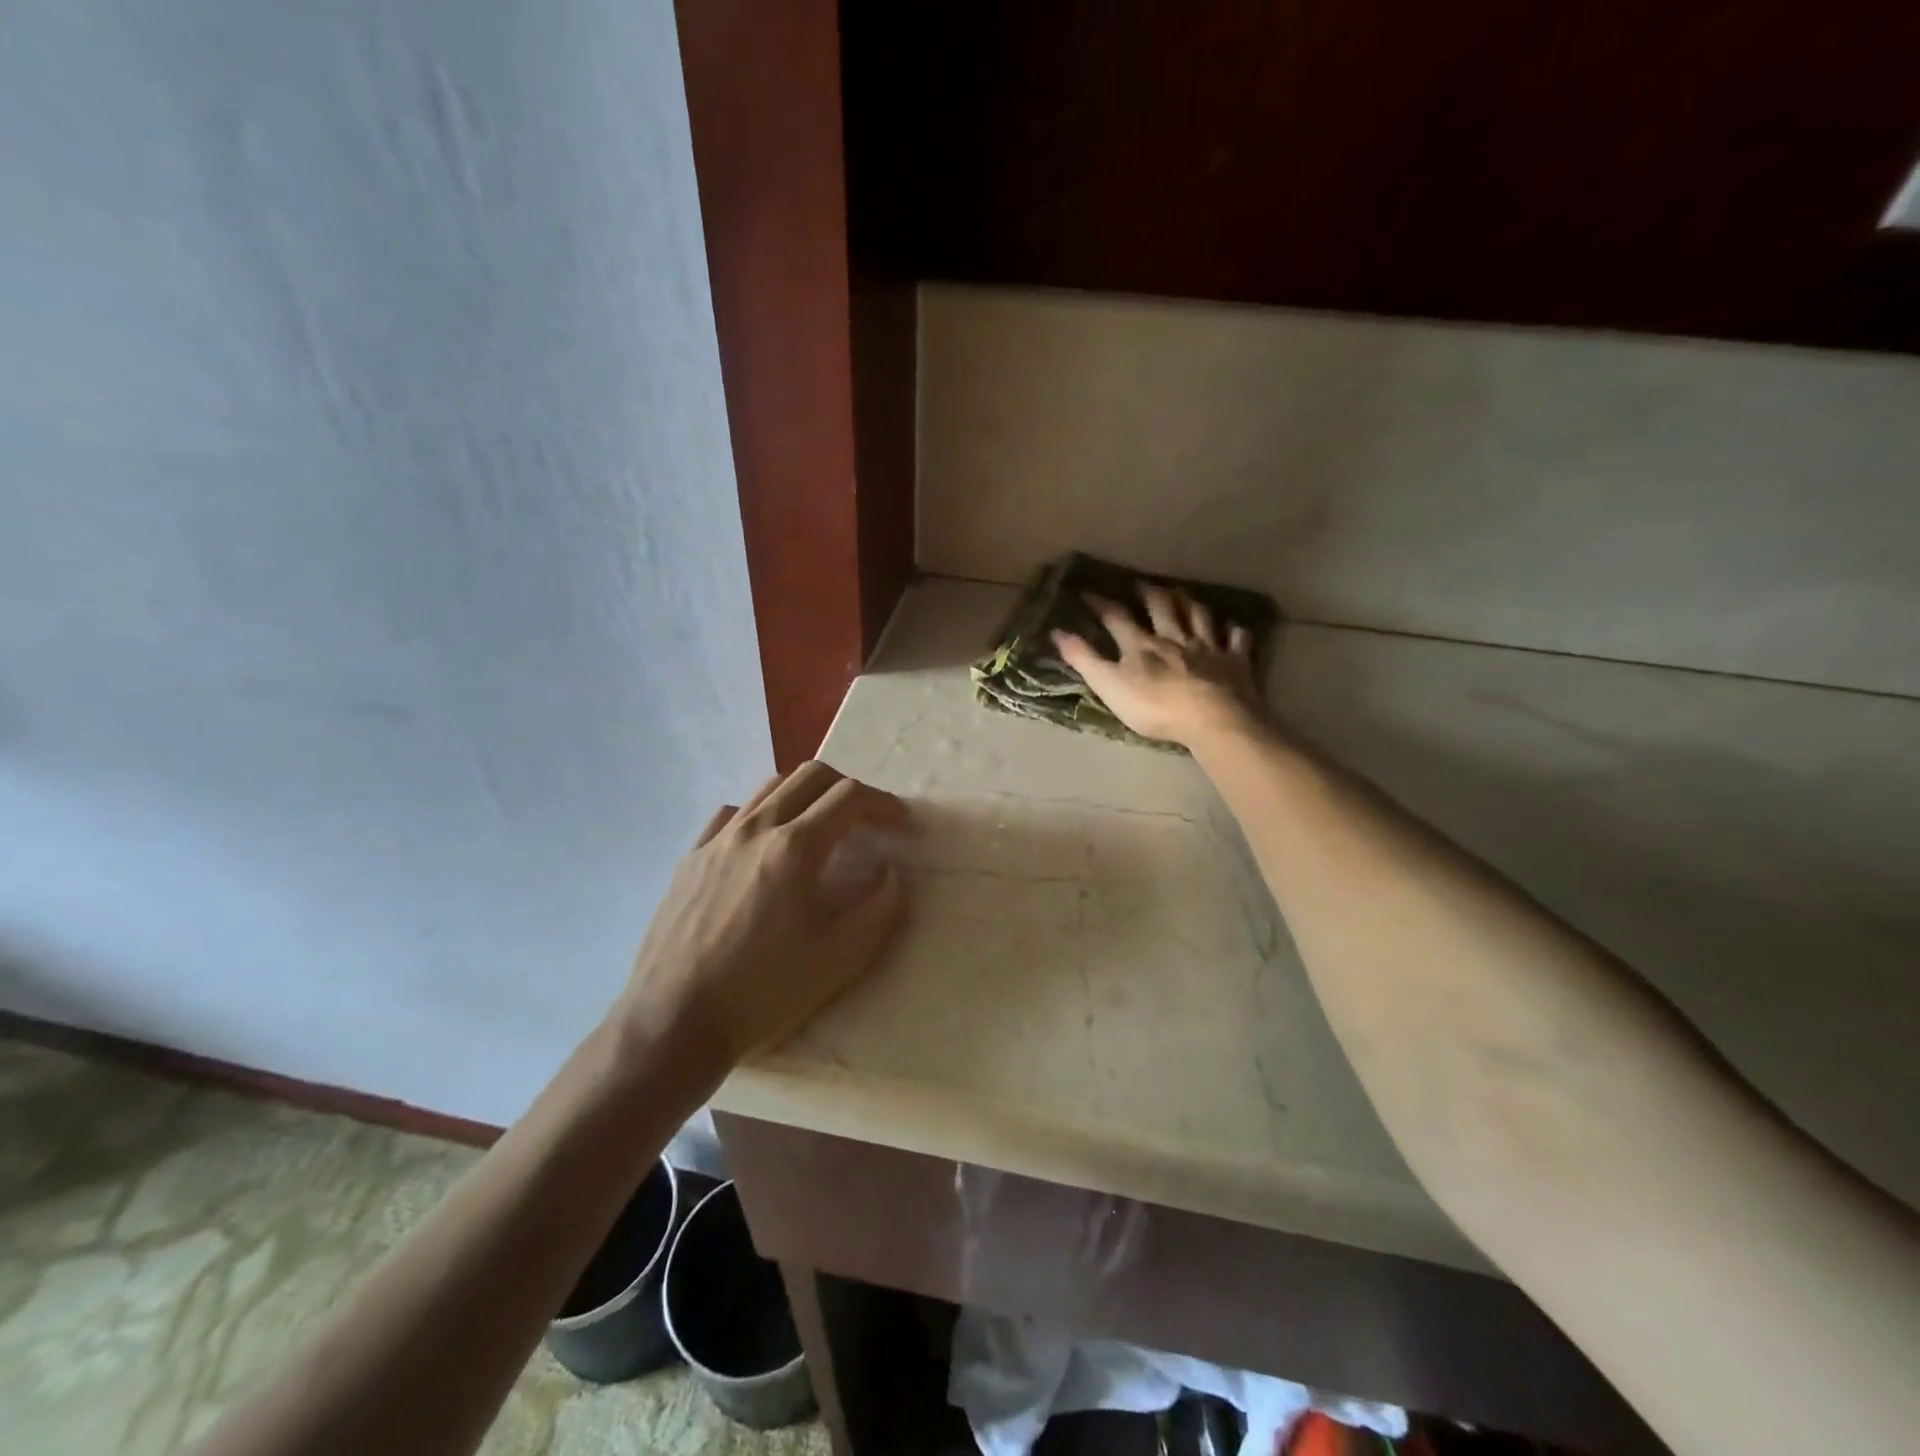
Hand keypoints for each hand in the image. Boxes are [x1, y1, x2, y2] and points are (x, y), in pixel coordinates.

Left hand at [618, 761, 911, 1068]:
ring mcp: (717, 840)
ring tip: (819, 827)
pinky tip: (765, 846)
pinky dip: (762, 815)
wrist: (674, 1021)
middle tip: (866, 819)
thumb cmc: (764, 991)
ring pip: (770, 788)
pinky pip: (732, 814)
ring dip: (806, 795)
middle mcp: (756, 829)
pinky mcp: (690, 858)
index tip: (902, 823)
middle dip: (848, 788)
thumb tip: (892, 871)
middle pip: (810, 776)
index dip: (884, 804)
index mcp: (795, 848)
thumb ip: (880, 907)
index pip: (850, 797)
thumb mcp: (840, 958)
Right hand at [1052, 584, 1268, 748]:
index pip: (1116, 617)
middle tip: (1142, 583)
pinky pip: (1237, 640)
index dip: (1100, 604)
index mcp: (1141, 644)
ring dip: (1189, 603)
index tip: (1086, 592)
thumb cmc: (1155, 706)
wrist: (1213, 718)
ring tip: (1182, 593)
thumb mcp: (1109, 685)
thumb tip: (1056, 632)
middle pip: (1162, 607)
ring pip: (1198, 616)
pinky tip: (1233, 628)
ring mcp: (1208, 647)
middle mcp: (1175, 637)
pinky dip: (1234, 631)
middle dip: (1149, 594)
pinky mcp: (1236, 662)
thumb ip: (1084, 659)